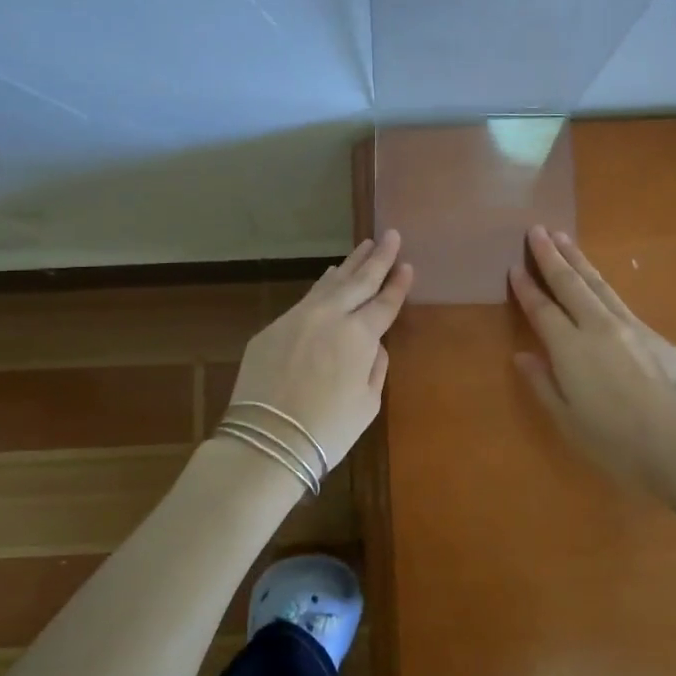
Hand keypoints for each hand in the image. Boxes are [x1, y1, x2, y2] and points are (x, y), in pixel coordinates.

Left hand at [225, 231, 412, 474]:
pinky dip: (323, 284)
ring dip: (350, 264)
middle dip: (379, 257)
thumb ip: (375, 366)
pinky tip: (330, 276)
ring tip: (364, 246)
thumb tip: (372, 344)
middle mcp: (330, 316)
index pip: (384, 303)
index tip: (408, 265)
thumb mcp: (368, 403)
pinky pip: (306, 298)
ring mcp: (298, 318)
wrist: (267, 440)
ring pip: (330, 283)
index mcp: (359, 336)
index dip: (398, 285)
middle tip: (392, 235)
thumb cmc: (328, 430)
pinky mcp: (273, 328)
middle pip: (360, 281)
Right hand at [510, 225, 675, 491]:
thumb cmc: (618, 442)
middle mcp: (598, 327)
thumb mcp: (569, 421)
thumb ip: (543, 384)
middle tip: (538, 229)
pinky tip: (602, 287)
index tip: (515, 265)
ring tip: (565, 239)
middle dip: (552, 256)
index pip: (542, 309)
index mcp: (570, 349)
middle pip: (571, 284)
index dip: (527, 287)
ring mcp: (631, 327)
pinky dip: (604, 287)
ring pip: (599, 285)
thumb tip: (523, 356)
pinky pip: (621, 302)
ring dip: (579, 260)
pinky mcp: (657, 336)